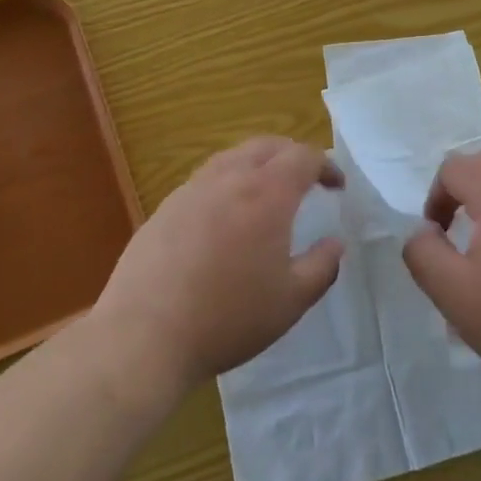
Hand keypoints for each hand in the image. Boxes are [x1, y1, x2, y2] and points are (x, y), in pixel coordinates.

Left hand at [92, 137, 344, 388]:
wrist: (144, 335)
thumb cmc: (228, 318)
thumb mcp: (291, 301)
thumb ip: (322, 267)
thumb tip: (334, 243)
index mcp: (267, 194)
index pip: (303, 157)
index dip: (326, 165)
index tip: (336, 186)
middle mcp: (229, 178)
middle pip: (267, 145)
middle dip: (292, 155)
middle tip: (306, 179)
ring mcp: (192, 189)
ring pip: (232, 157)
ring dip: (258, 164)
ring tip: (266, 191)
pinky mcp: (165, 207)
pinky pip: (205, 179)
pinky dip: (227, 182)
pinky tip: (225, 216)